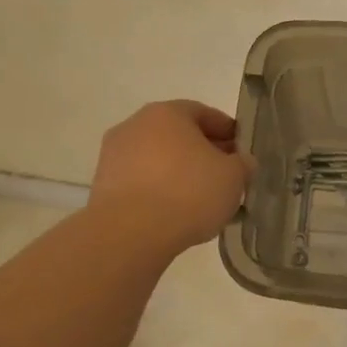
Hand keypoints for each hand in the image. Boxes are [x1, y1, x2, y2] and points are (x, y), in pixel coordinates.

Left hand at [89, 100, 253, 250]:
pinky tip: (176, 212)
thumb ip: (242, 164)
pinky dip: (159, 191)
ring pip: (158, 159)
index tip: (241, 150)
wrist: (130, 233)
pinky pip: (141, 182)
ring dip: (179, 173)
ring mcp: (114, 155)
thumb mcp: (233, 178)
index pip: (204, 113)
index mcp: (167, 113)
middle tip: (224, 175)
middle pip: (178, 135)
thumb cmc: (188, 192)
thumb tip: (241, 162)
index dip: (227, 131)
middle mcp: (136, 125)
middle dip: (203, 152)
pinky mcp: (103, 186)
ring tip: (201, 199)